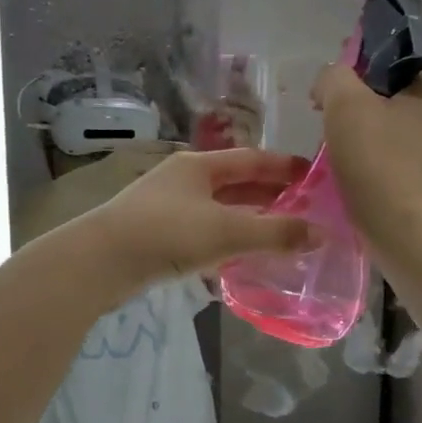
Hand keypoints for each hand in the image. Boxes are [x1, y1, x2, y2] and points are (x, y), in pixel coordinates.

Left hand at [65, 148, 314, 292]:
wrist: (100, 262)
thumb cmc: (167, 233)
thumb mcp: (227, 231)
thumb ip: (275, 233)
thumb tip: (321, 234)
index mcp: (199, 166)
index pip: (252, 159)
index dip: (284, 167)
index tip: (314, 176)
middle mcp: (183, 181)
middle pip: (235, 184)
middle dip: (269, 196)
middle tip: (305, 210)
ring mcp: (167, 209)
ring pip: (218, 211)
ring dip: (248, 222)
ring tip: (280, 236)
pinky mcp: (157, 237)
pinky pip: (202, 235)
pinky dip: (225, 243)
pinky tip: (239, 260)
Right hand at [312, 65, 421, 244]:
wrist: (401, 229)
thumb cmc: (377, 160)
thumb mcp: (346, 103)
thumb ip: (333, 77)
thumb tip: (328, 83)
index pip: (390, 58)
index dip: (354, 67)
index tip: (328, 91)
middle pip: (385, 94)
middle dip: (352, 103)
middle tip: (325, 120)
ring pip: (384, 126)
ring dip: (356, 133)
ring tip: (333, 149)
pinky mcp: (421, 178)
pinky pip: (386, 155)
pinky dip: (365, 158)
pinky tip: (348, 171)